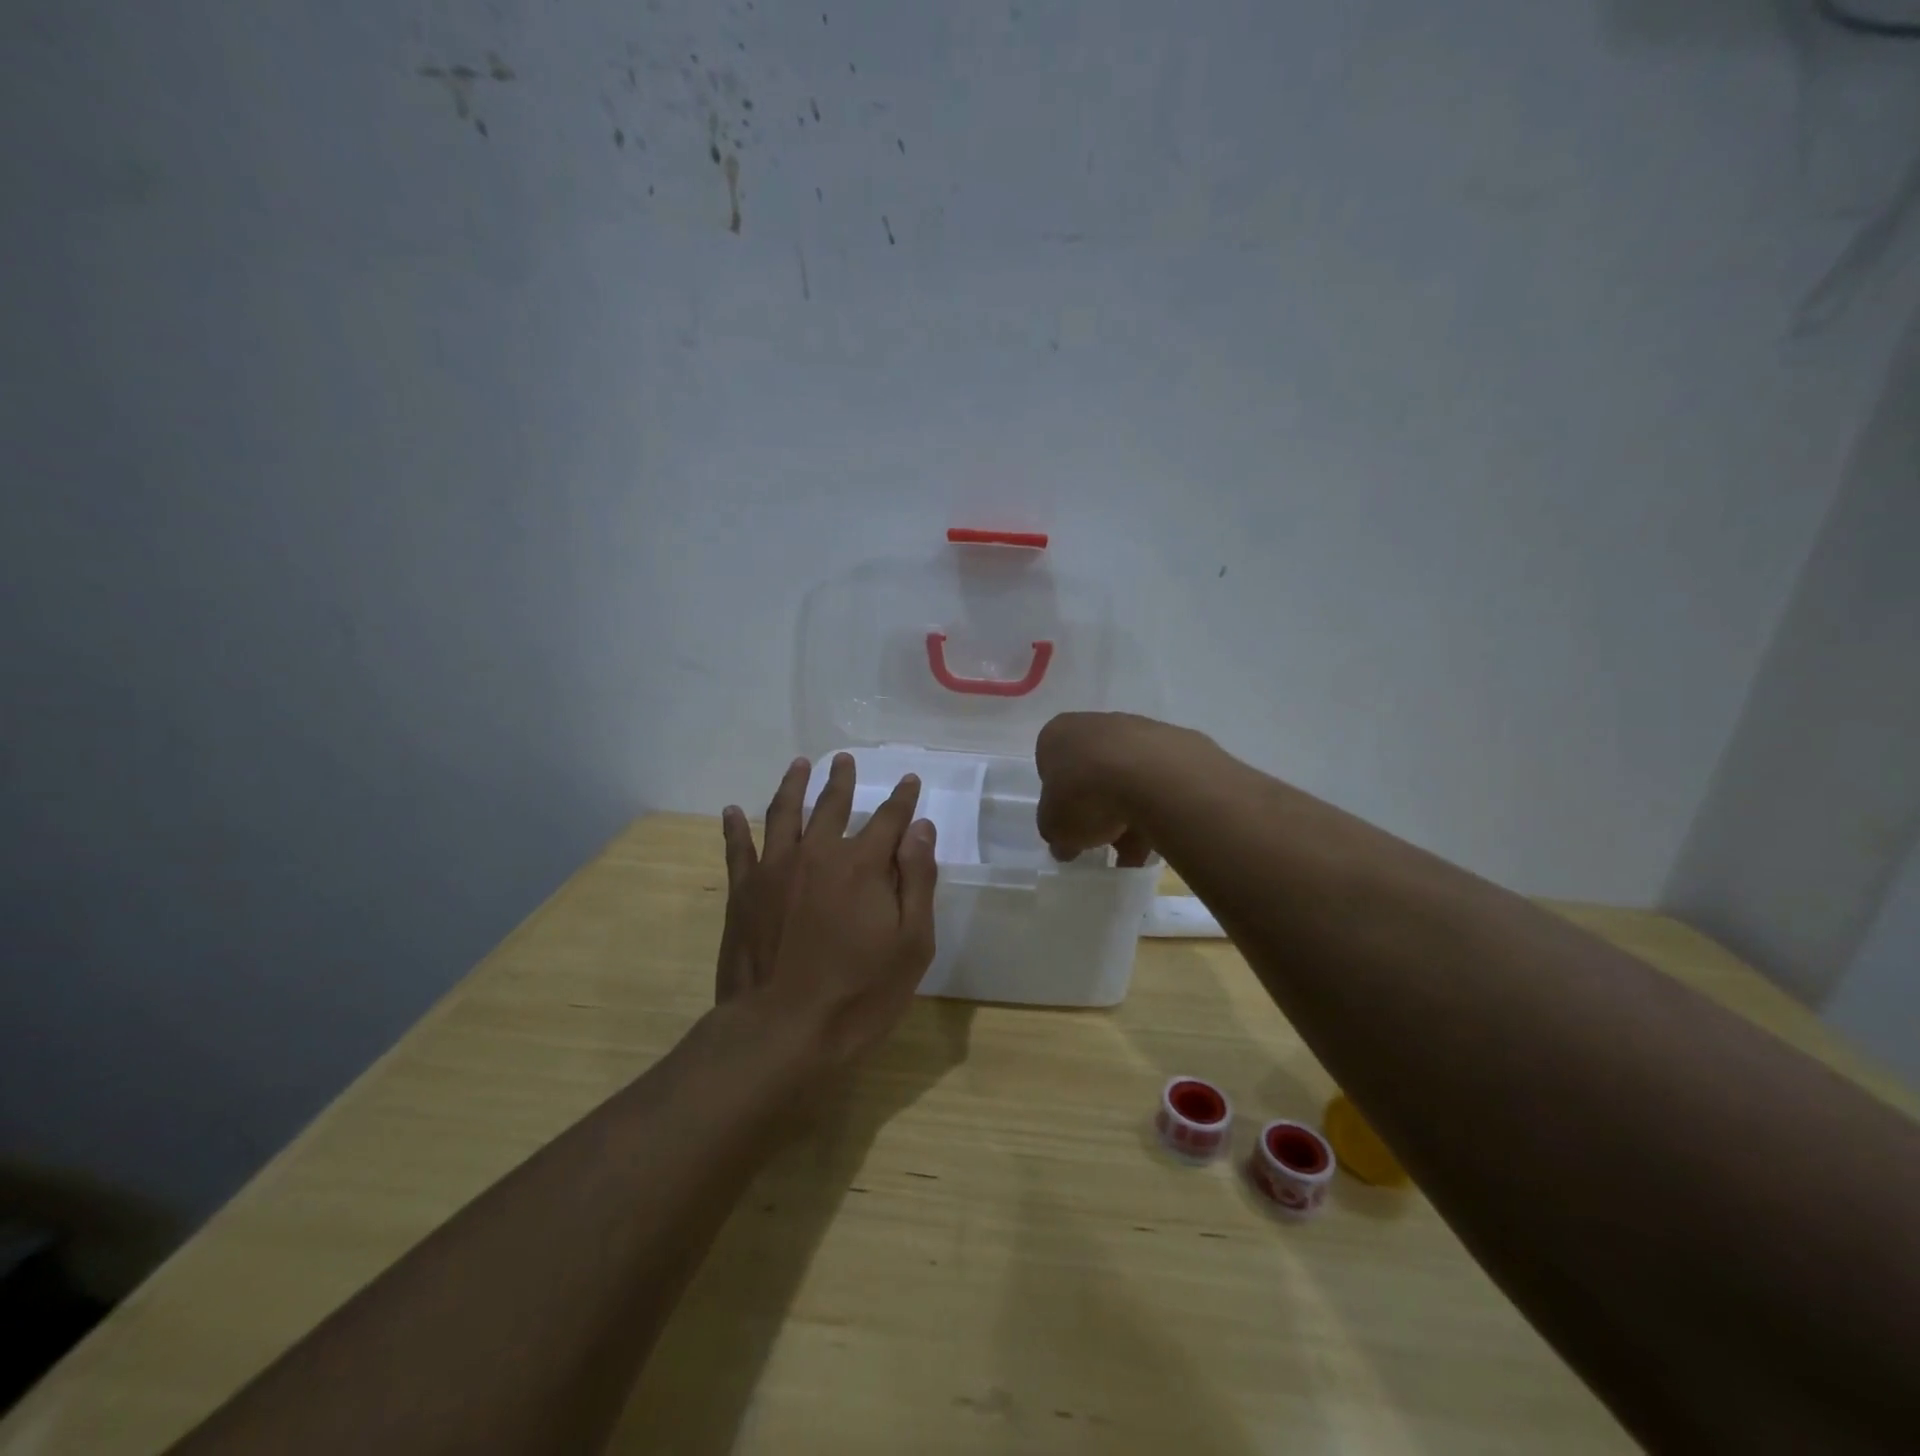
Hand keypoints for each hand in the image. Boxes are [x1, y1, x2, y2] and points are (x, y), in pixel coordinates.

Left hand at [717, 753, 938, 1067]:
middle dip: (842, 781)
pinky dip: (734, 827)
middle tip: (844, 760)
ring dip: (793, 785)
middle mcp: (817, 853)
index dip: (902, 798)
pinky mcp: (743, 892)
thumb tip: (920, 829)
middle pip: (832, 805)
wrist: (781, 1031)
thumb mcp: (911, 944)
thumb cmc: (859, 993)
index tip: (910, 780)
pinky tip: (732, 811)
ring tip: (800, 765)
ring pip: (784, 813)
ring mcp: (774, 869)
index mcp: (862, 865)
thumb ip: (917, 881)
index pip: (889, 819)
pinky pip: (737, 848)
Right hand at [1035, 712, 1204, 865]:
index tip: (1070, 825)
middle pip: (1092, 772)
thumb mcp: (1055, 828)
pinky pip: (1158, 780)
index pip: (1050, 767)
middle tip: (1104, 840)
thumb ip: (1056, 834)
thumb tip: (1065, 844)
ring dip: (1129, 813)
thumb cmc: (1086, 796)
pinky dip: (1157, 807)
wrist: (1154, 777)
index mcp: (1057, 735)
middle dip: (1098, 808)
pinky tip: (1160, 836)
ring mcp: (1137, 729)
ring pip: (1127, 777)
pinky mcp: (1174, 742)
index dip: (1059, 800)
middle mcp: (1094, 724)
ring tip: (1137, 852)